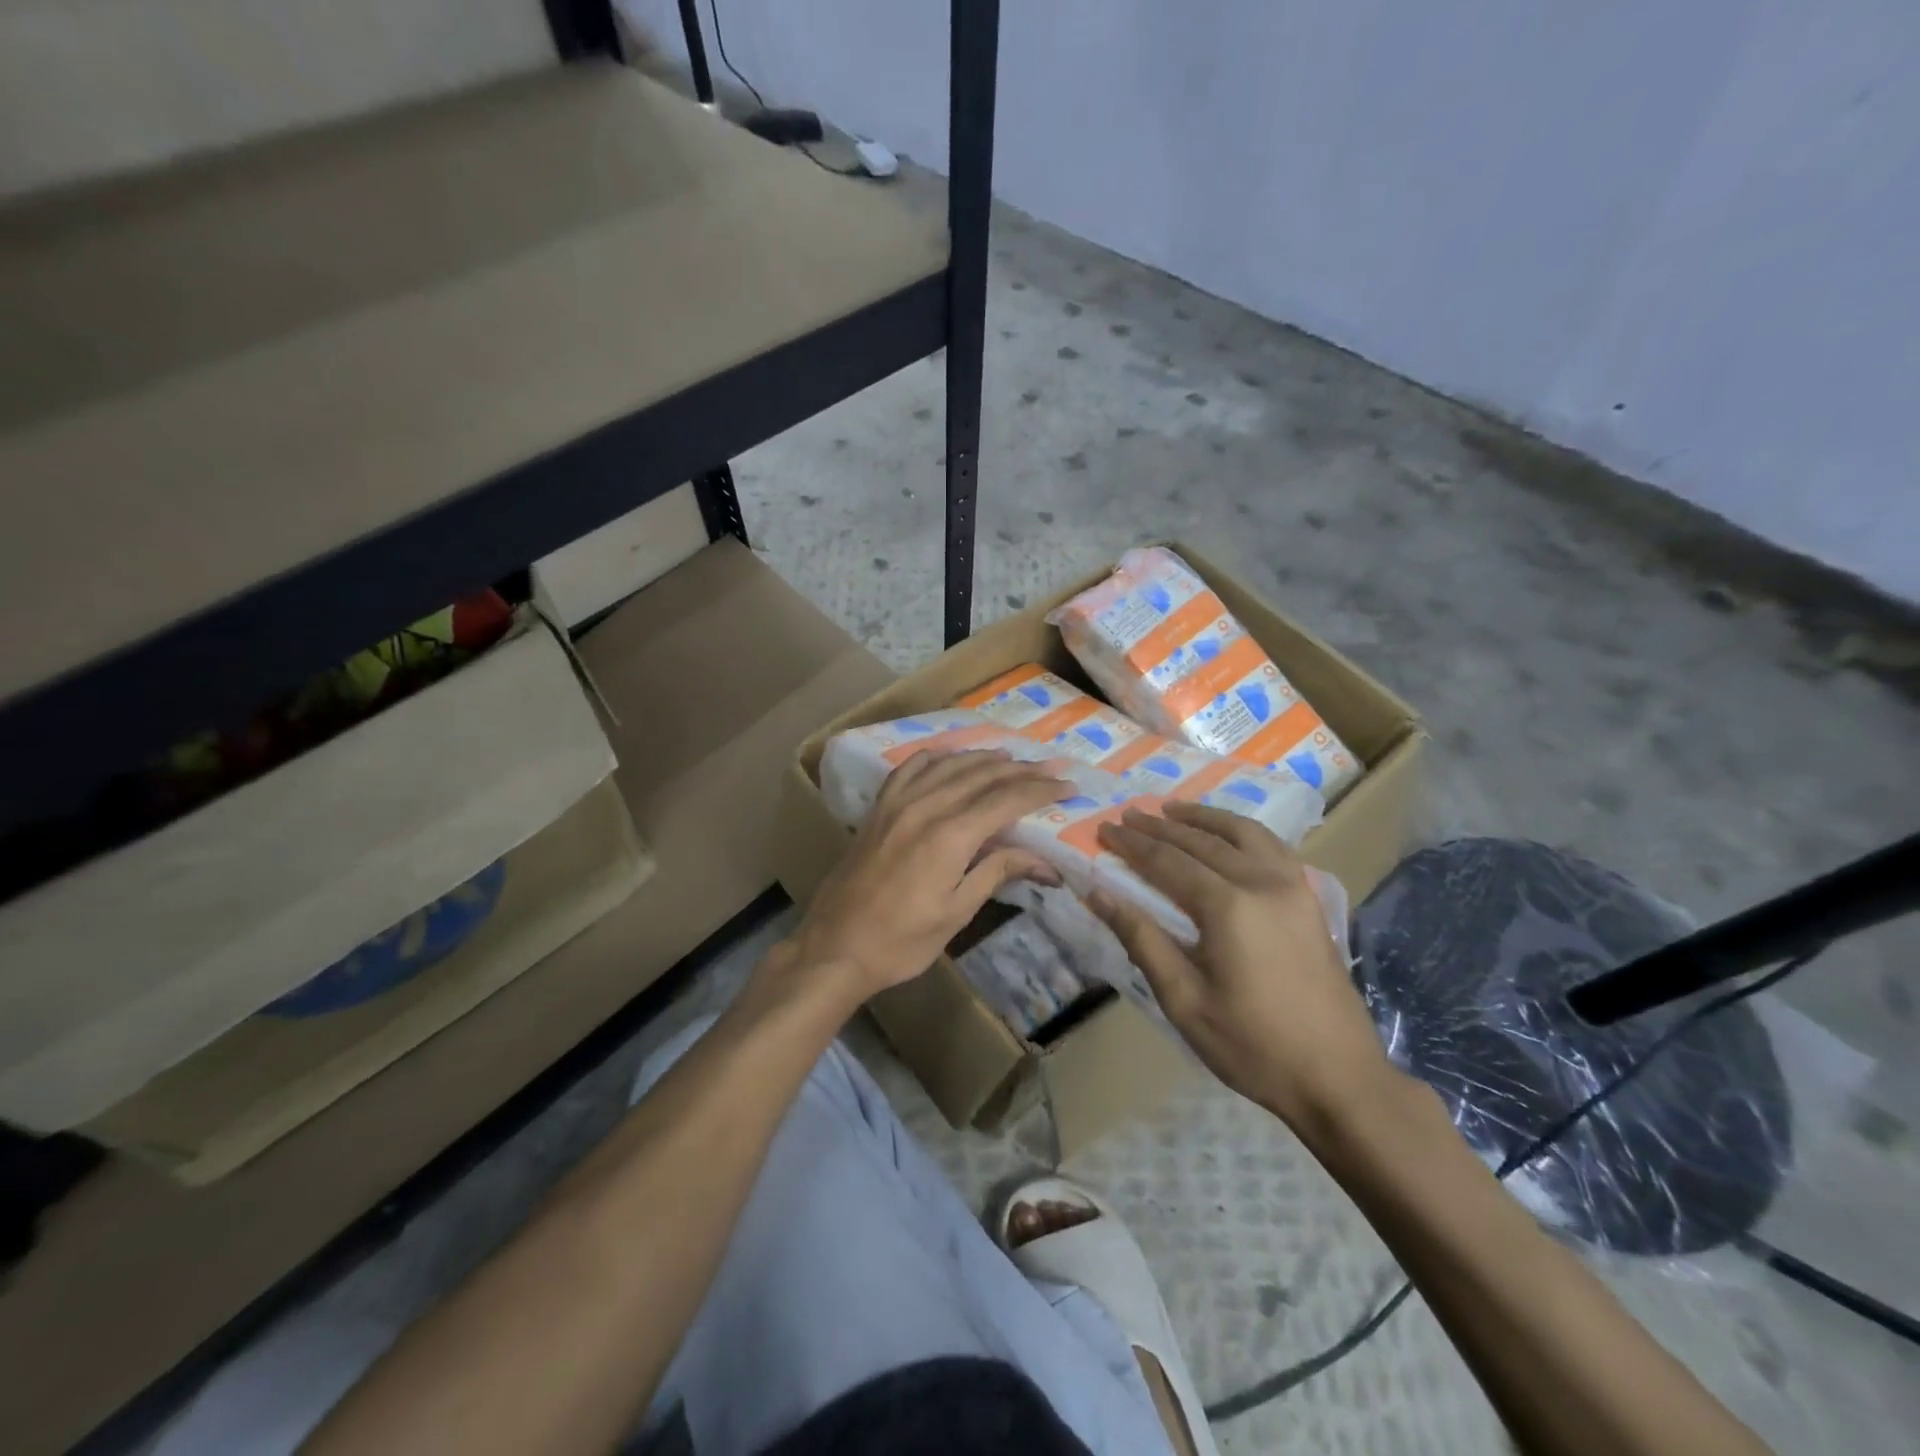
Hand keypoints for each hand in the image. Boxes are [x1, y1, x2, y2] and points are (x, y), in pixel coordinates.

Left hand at [779, 750, 1069, 1003]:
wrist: (835, 945)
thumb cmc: (901, 940)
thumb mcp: (957, 912)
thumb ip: (997, 873)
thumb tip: (1045, 862)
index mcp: (951, 835)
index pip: (1007, 800)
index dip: (1041, 790)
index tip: (1068, 787)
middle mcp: (926, 806)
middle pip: (982, 775)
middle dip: (1021, 770)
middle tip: (1051, 768)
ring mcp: (898, 803)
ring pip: (949, 765)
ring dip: (984, 758)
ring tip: (1011, 758)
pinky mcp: (879, 808)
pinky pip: (910, 768)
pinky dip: (937, 757)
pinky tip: (950, 756)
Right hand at [1092, 802, 1397, 1131]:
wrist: (1339, 1078)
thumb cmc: (1252, 1046)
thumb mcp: (1184, 1000)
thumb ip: (1141, 939)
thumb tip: (1098, 894)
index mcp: (1228, 907)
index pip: (1167, 861)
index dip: (1132, 845)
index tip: (1104, 829)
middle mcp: (1261, 883)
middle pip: (1201, 841)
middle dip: (1159, 827)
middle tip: (1128, 816)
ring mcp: (1292, 887)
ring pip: (1242, 833)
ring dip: (1203, 818)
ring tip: (1172, 810)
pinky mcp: (1309, 899)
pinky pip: (1272, 846)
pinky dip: (1241, 830)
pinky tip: (1228, 834)